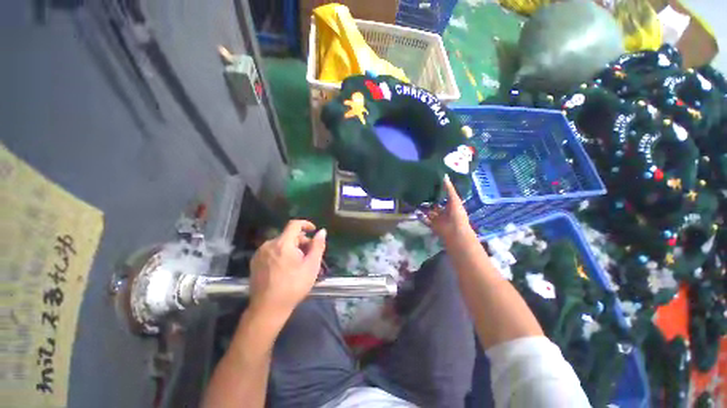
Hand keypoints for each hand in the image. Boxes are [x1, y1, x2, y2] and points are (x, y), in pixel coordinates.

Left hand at [248, 220, 326, 319]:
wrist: (267, 309)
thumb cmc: (293, 286)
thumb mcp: (312, 266)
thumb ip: (318, 246)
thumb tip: (322, 231)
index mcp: (283, 244)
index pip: (294, 224)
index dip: (306, 224)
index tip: (313, 230)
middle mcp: (268, 245)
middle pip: (288, 235)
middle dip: (301, 241)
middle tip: (309, 255)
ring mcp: (260, 254)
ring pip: (280, 243)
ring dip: (292, 248)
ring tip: (299, 263)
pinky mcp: (255, 262)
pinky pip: (272, 251)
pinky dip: (282, 253)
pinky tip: (286, 268)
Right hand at [417, 175, 474, 243]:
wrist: (454, 231)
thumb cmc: (457, 214)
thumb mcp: (454, 199)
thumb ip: (449, 188)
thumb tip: (444, 175)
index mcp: (451, 205)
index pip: (444, 197)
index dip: (439, 191)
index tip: (431, 183)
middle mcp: (444, 211)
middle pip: (435, 204)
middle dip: (429, 199)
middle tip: (420, 191)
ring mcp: (438, 218)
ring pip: (429, 211)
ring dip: (424, 207)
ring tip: (416, 198)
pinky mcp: (432, 224)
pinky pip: (424, 219)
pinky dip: (420, 216)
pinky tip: (414, 209)